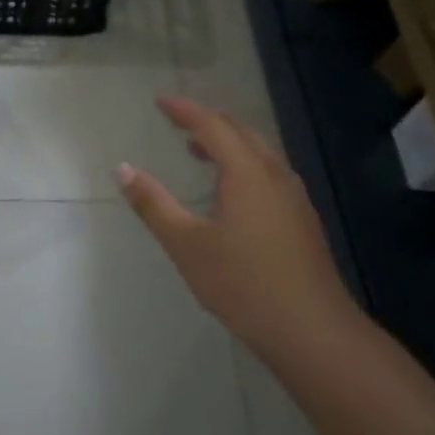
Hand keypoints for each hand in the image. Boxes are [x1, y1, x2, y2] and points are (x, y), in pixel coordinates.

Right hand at [118, 98, 359, 361]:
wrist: (312, 331)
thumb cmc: (243, 284)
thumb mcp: (186, 244)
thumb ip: (153, 204)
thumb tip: (122, 168)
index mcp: (248, 174)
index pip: (213, 126)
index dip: (186, 110)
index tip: (160, 102)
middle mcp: (275, 176)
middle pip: (241, 133)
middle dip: (208, 121)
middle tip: (177, 121)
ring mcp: (294, 198)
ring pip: (259, 153)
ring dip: (227, 143)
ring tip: (197, 150)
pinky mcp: (301, 220)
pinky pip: (269, 173)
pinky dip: (243, 164)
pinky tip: (230, 191)